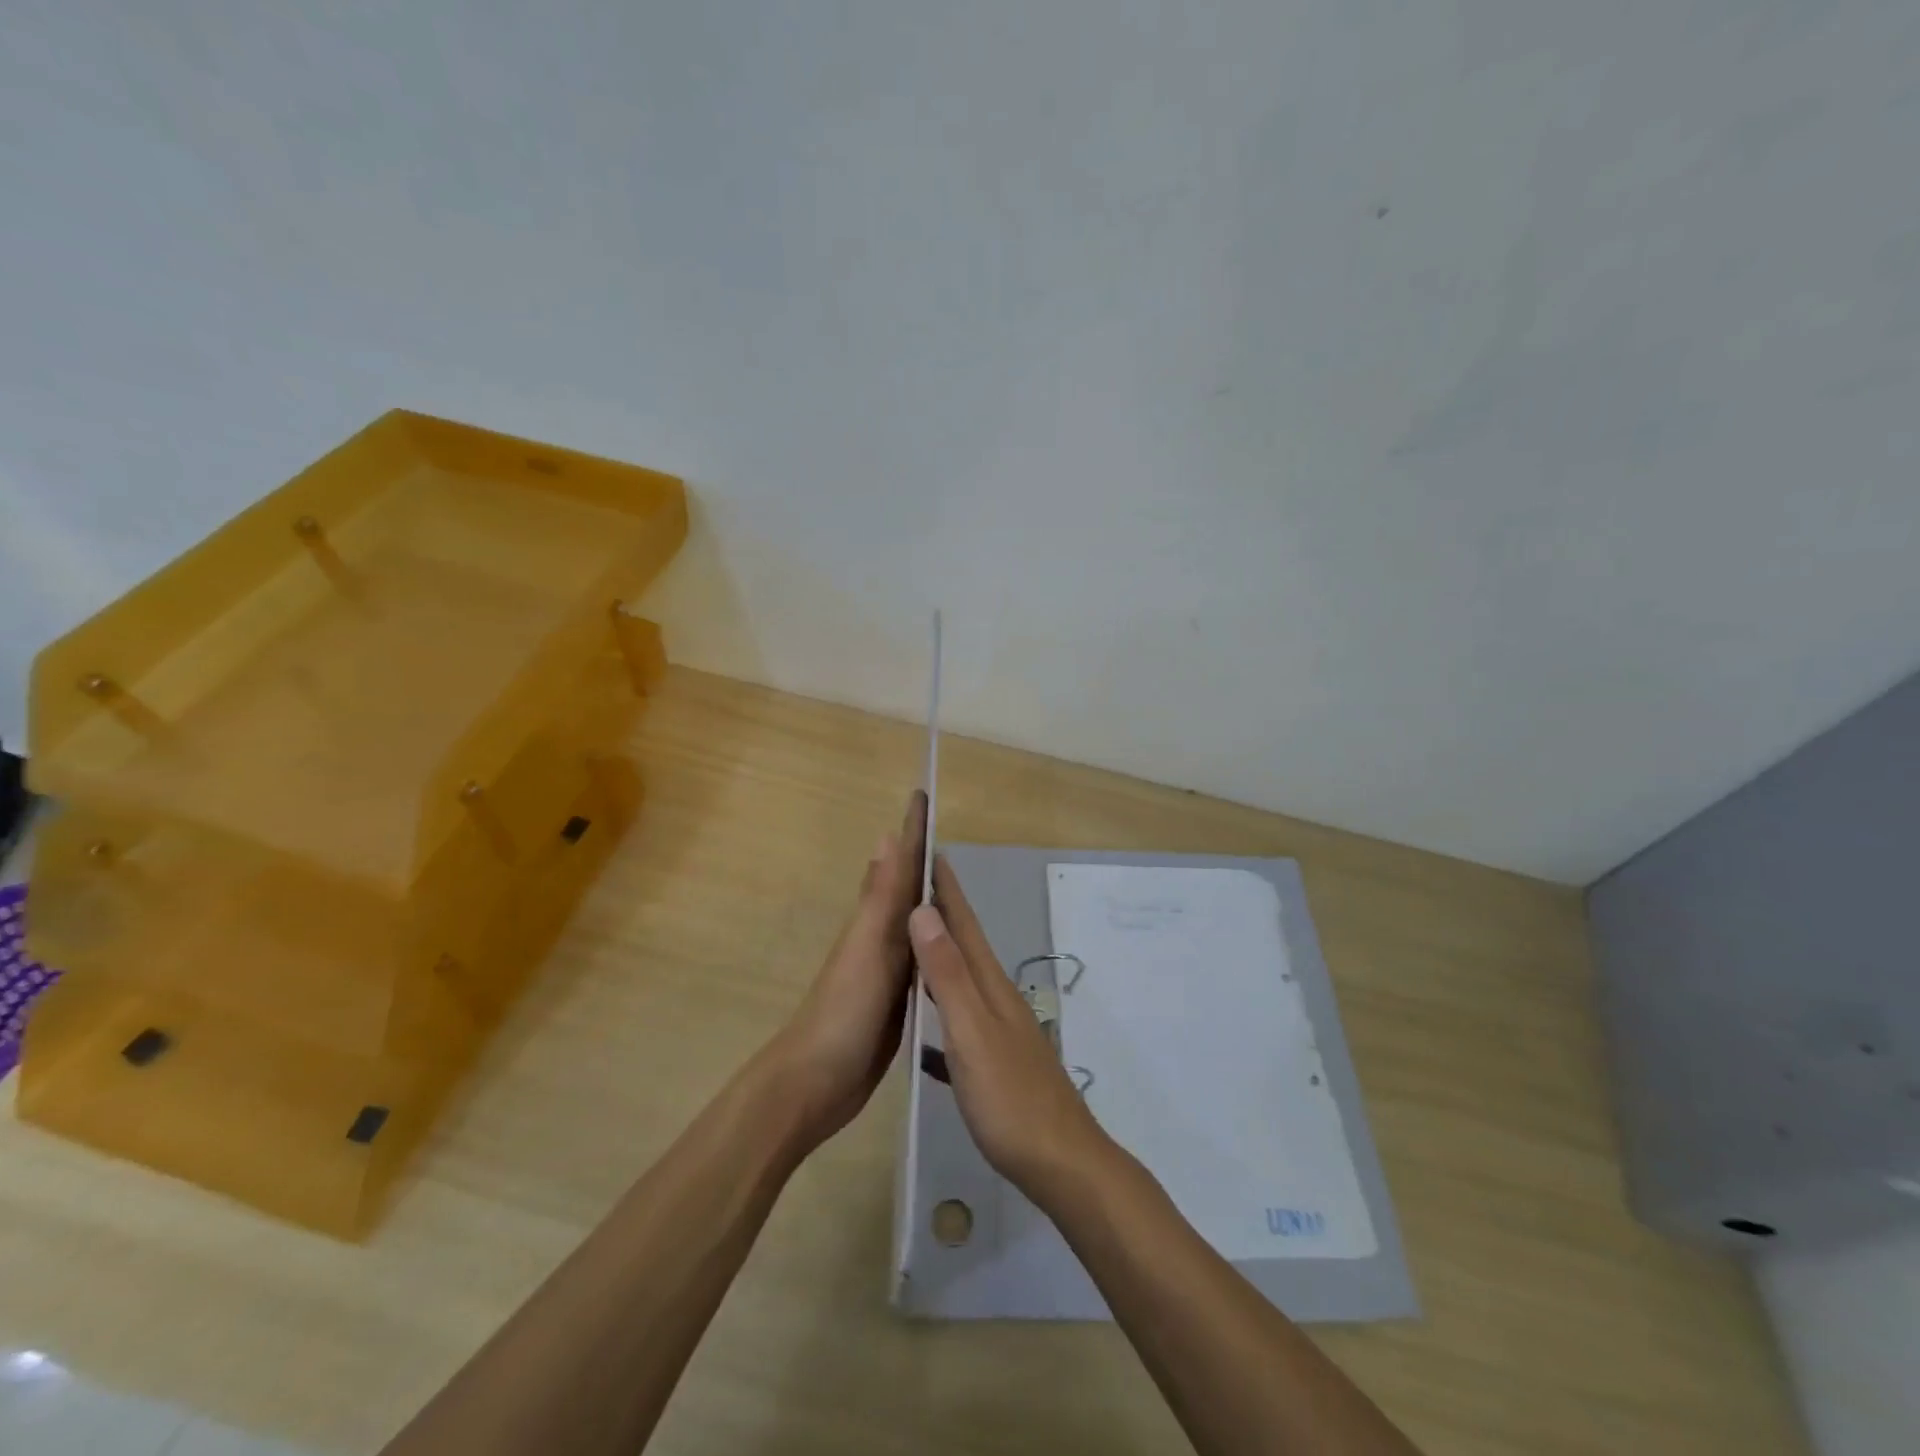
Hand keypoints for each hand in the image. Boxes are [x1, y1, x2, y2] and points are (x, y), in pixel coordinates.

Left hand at [761, 791, 926, 1152]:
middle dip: (923, 861)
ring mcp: (887, 973)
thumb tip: (886, 835)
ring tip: (952, 884)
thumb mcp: (867, 949)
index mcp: (875, 923)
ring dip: (928, 902)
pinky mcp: (896, 1004)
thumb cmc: (842, 1012)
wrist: (816, 1085)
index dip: (912, 832)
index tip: (922, 795)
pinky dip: (931, 946)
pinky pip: (920, 963)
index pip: (900, 866)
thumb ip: (880, 898)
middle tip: (946, 835)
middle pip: (907, 891)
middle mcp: (881, 940)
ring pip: (913, 926)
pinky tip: (945, 949)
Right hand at [908, 855, 1112, 1203]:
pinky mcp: (997, 1062)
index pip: (964, 925)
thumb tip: (924, 912)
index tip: (931, 852)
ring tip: (916, 942)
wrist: (1061, 1163)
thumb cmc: (1010, 1099)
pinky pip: (960, 1020)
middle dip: (943, 914)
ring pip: (964, 981)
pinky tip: (923, 1026)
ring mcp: (1001, 1031)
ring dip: (942, 956)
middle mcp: (997, 999)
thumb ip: (947, 975)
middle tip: (915, 886)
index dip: (948, 890)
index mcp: (989, 987)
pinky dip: (941, 1008)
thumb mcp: (971, 1033)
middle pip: (966, 946)